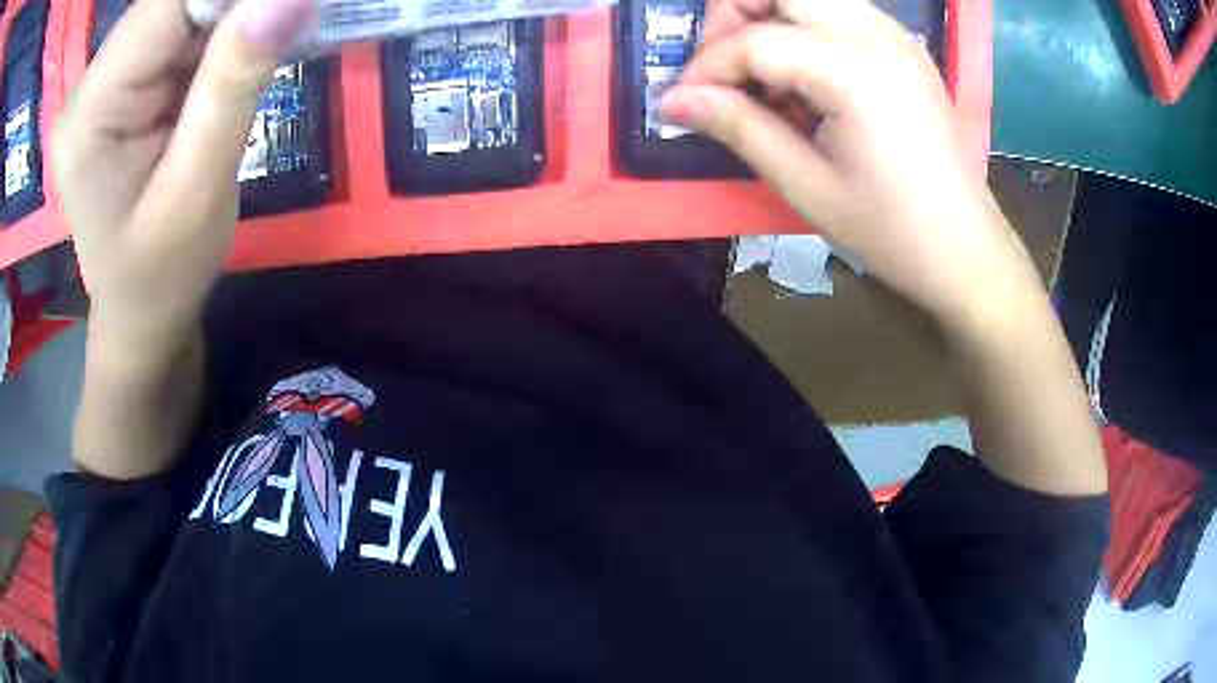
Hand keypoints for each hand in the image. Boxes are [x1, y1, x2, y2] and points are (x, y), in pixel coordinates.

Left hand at [53, 0, 311, 344]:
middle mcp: (92, 81)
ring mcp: (107, 78)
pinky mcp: (127, 79)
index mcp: (91, 111)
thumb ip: (231, 88)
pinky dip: (223, 29)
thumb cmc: (162, 274)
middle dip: (236, 4)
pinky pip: (183, 26)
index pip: (167, 3)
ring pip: (183, 6)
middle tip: (283, 28)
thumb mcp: (198, 191)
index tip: (288, 7)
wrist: (141, 310)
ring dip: (233, 15)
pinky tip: (238, 59)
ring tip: (261, 51)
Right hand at [662, 0, 1041, 332]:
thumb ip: (740, 128)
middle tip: (722, 69)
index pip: (755, 41)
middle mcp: (876, 35)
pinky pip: (839, 10)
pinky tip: (805, 75)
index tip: (683, 103)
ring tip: (760, 73)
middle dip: (734, 16)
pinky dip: (805, 27)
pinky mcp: (904, 46)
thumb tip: (675, 100)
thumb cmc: (891, 230)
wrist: (965, 248)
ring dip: (769, 18)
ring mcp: (895, 35)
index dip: (707, 67)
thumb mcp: (807, 187)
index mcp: (854, 72)